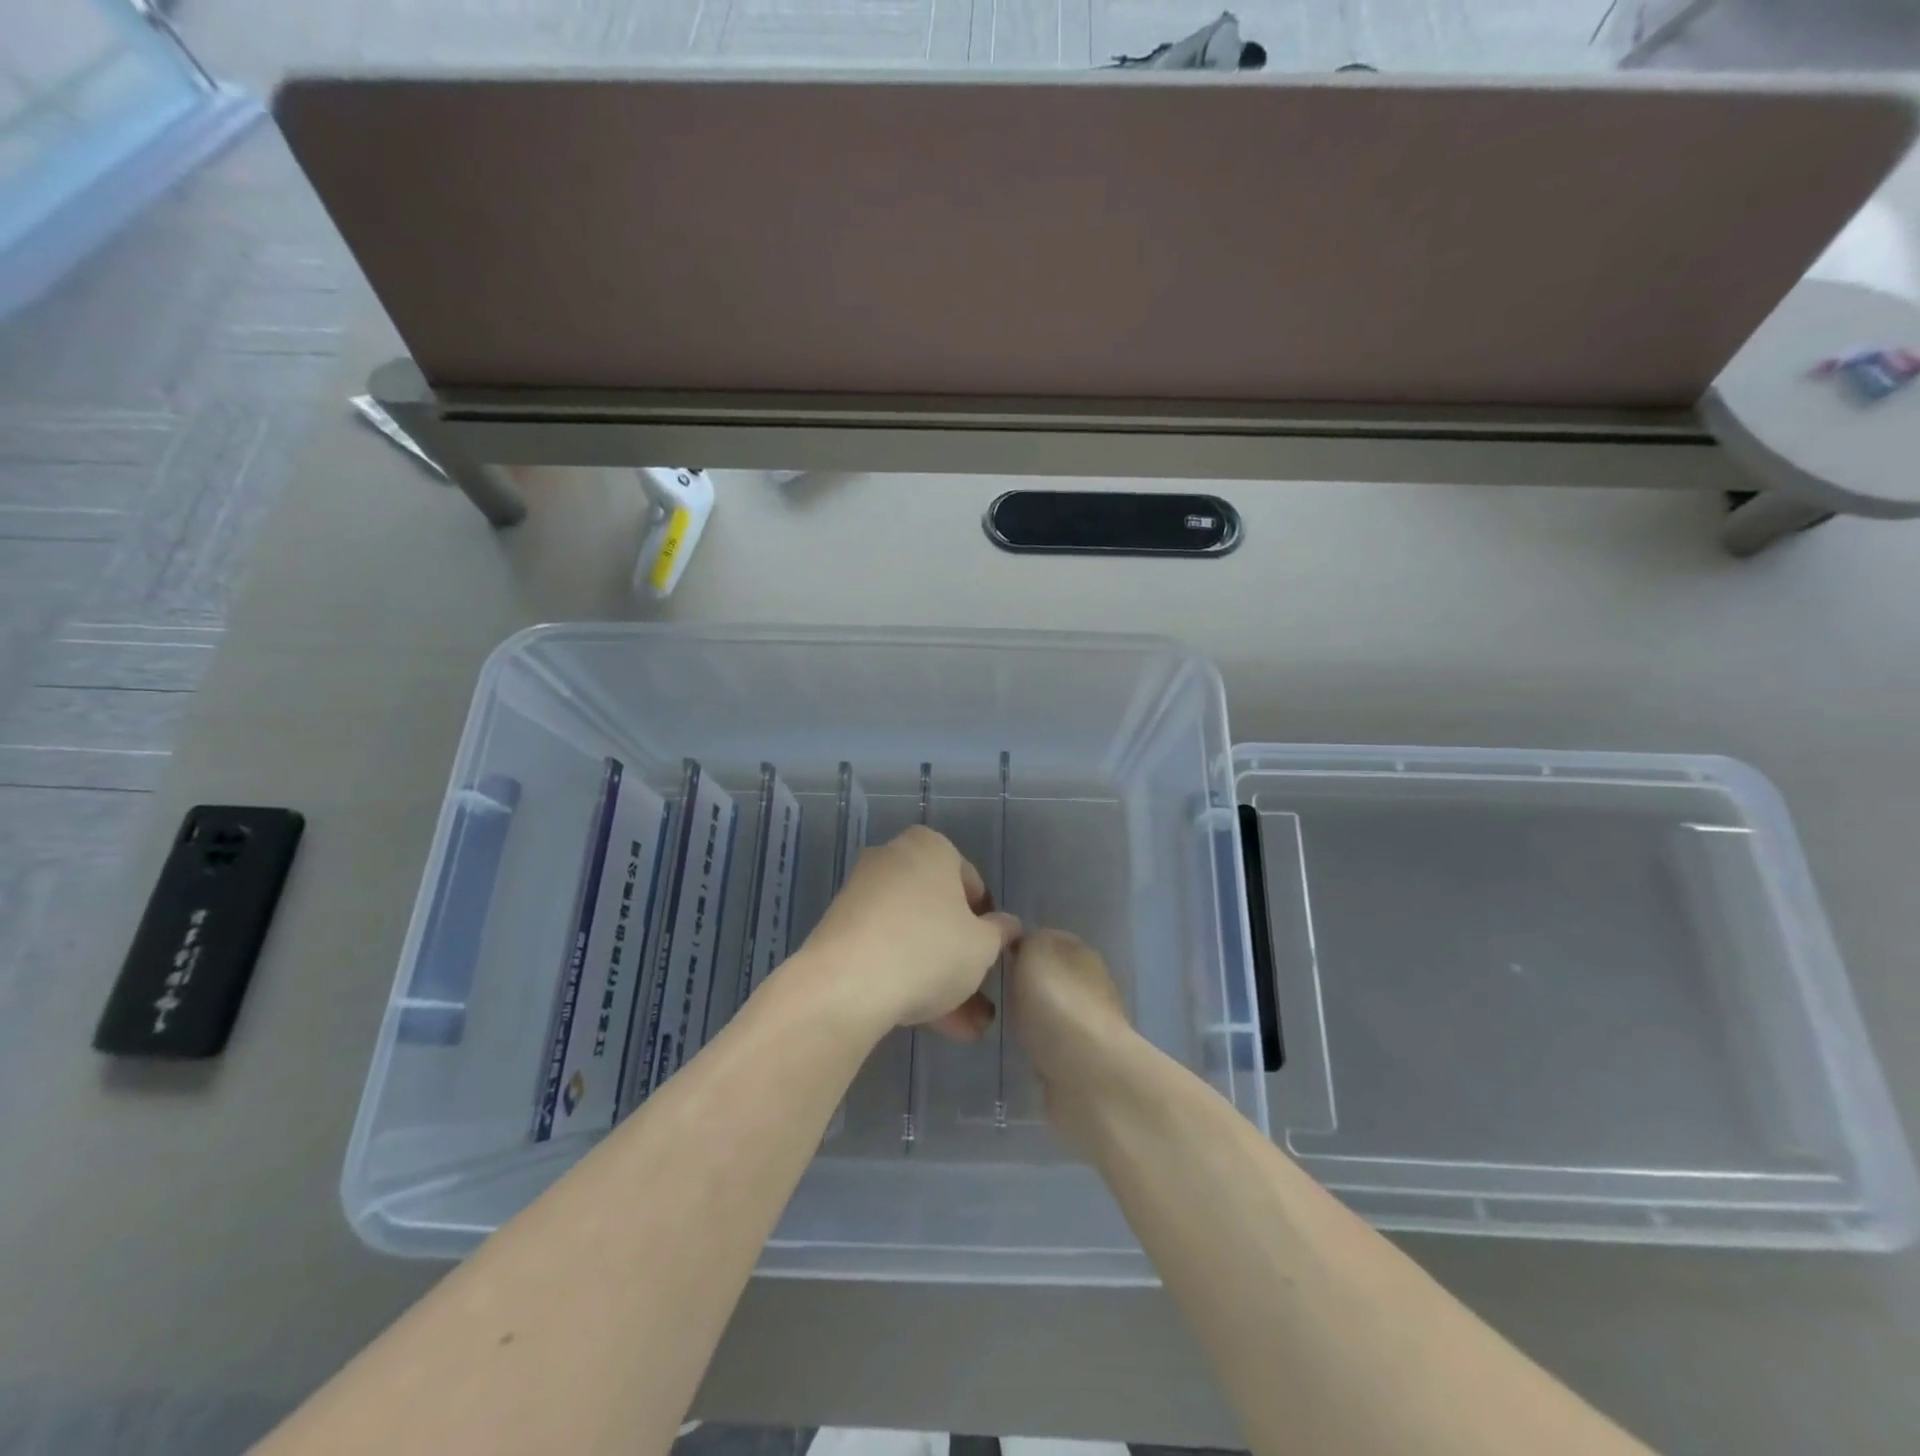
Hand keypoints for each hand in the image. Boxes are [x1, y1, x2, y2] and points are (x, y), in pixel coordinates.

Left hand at [798, 825, 1019, 1040]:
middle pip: (937, 910)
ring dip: (937, 977)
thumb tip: (1006, 926)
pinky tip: (927, 1021)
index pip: (969, 880)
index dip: (986, 919)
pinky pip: (884, 950)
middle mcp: (892, 859)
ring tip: (961, 1027)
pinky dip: (906, 978)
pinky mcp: (839, 929)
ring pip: (912, 936)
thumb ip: (1000, 932)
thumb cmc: (929, 949)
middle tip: (978, 995)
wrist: (846, 985)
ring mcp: (861, 895)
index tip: (991, 952)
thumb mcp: (983, 946)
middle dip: (959, 956)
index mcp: (929, 847)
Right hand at [1008, 930, 1138, 1122]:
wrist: (1087, 1072)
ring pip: (1052, 1009)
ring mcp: (1090, 1022)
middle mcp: (1090, 982)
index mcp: (1080, 951)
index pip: (1046, 939)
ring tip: (1005, 1023)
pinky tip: (1024, 1050)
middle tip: (995, 992)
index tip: (994, 960)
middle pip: (1050, 975)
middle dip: (1027, 983)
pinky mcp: (1085, 1058)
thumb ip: (1027, 942)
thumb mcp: (1034, 952)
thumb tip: (1024, 946)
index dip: (1021, 946)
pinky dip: (1041, 1045)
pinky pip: (1054, 1042)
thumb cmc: (1056, 1002)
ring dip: (1034, 1016)